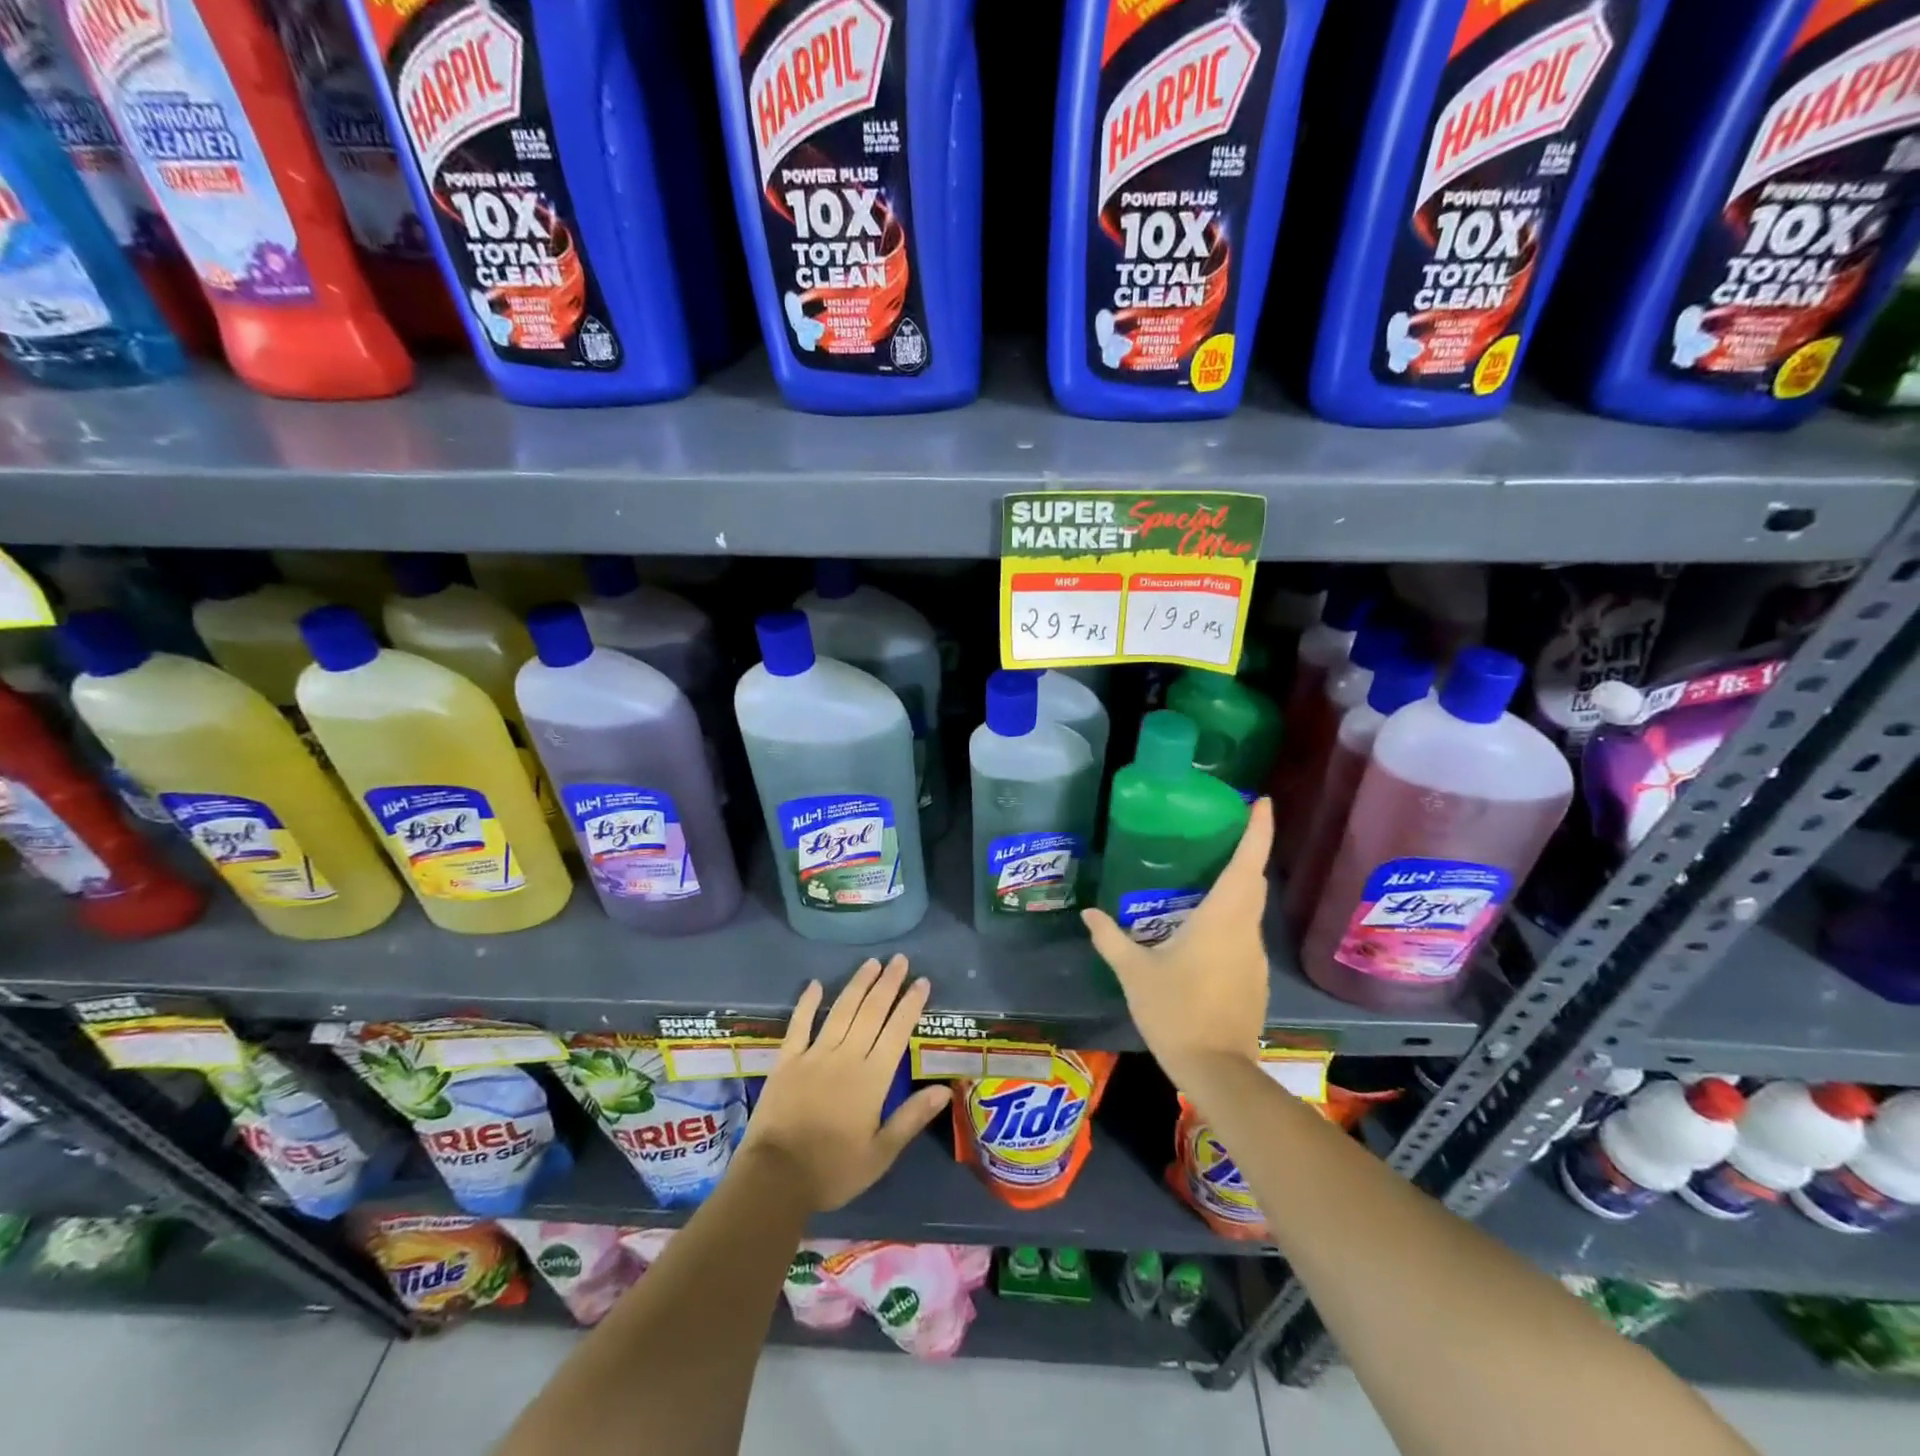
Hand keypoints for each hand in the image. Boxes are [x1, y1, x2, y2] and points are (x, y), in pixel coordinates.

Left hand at [740, 955, 952, 1212]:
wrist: (776, 1179)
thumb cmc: (833, 1170)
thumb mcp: (881, 1154)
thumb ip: (912, 1117)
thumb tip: (945, 1088)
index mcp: (872, 1078)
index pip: (897, 1031)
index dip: (910, 1004)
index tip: (922, 981)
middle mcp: (846, 1057)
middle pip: (871, 1012)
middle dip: (888, 983)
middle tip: (899, 959)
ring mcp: (814, 1055)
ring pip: (841, 1011)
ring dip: (857, 984)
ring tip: (871, 963)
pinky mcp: (786, 1061)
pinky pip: (799, 1025)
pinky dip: (807, 1003)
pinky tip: (815, 984)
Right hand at [1081, 797, 1272, 1077]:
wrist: (1217, 1070)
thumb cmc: (1175, 1011)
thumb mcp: (1135, 972)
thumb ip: (1111, 938)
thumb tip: (1089, 912)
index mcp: (1221, 919)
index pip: (1246, 863)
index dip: (1258, 830)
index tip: (1261, 801)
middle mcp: (1245, 930)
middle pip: (1253, 881)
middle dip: (1247, 851)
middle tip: (1225, 831)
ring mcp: (1254, 956)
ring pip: (1250, 909)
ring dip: (1238, 887)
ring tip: (1207, 876)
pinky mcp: (1255, 978)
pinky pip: (1245, 934)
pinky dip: (1232, 918)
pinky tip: (1204, 929)